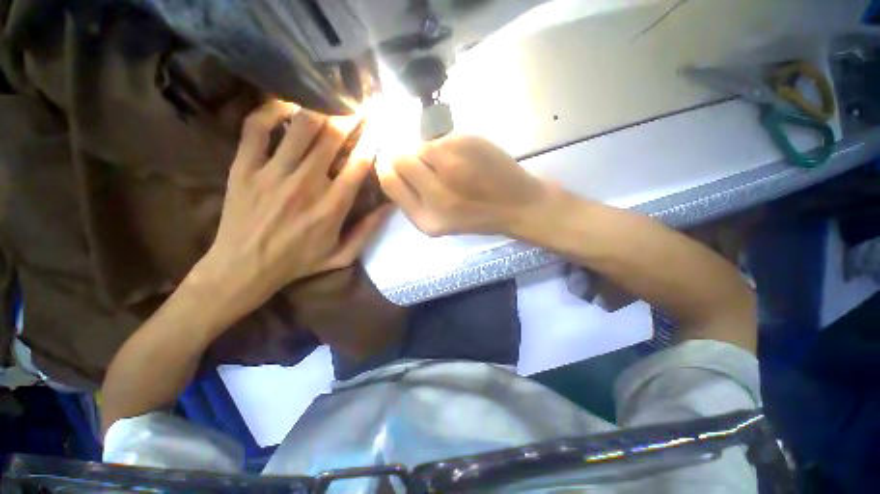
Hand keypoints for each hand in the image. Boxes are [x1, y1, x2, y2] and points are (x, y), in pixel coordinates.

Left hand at [195, 100, 390, 309]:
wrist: (244, 267)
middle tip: (361, 103)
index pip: (359, 163)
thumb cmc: (299, 262)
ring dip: (321, 109)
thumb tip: (390, 206)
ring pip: (301, 126)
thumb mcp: (342, 255)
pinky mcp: (244, 167)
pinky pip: (257, 127)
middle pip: (334, 137)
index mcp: (333, 205)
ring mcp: (273, 172)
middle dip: (352, 116)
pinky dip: (272, 110)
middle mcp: (307, 183)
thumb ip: (368, 230)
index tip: (381, 125)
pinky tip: (288, 106)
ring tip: (332, 99)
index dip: (373, 140)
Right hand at [377, 135, 549, 235]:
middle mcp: (435, 191)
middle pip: (399, 158)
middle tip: (429, 167)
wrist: (517, 205)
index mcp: (426, 218)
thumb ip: (411, 198)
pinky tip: (467, 159)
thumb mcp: (438, 222)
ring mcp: (452, 164)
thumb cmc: (476, 217)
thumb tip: (391, 164)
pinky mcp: (468, 143)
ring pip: (422, 146)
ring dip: (431, 154)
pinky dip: (449, 147)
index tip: (394, 165)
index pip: (389, 180)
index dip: (387, 168)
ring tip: (455, 167)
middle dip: (408, 159)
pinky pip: (443, 139)